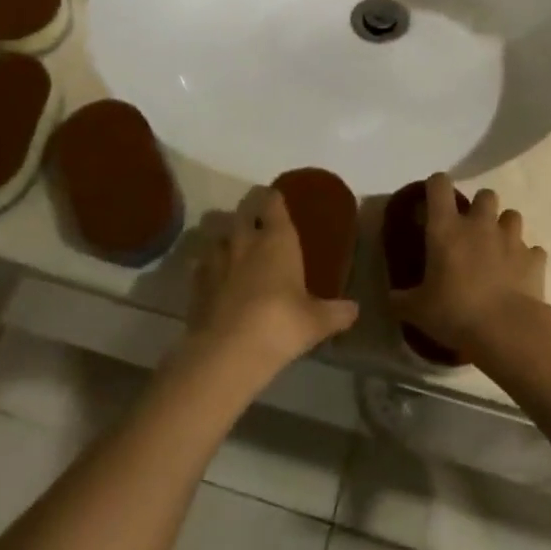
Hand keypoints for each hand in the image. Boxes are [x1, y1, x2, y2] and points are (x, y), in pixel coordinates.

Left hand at [185, 187, 358, 379]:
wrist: (227, 352)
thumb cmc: (280, 324)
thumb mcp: (316, 322)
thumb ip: (336, 312)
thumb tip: (354, 309)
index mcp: (277, 238)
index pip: (272, 202)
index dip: (273, 197)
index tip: (276, 199)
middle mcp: (244, 240)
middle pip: (242, 210)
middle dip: (248, 210)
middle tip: (256, 219)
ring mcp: (216, 260)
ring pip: (217, 234)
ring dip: (225, 237)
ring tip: (234, 248)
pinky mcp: (196, 283)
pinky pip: (201, 264)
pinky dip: (208, 266)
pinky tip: (216, 279)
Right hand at [390, 174, 547, 352]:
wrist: (507, 330)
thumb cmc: (455, 313)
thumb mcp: (417, 310)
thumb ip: (401, 300)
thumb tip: (390, 298)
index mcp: (446, 228)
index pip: (440, 185)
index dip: (436, 186)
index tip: (433, 200)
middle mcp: (480, 224)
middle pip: (485, 194)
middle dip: (479, 207)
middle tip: (471, 230)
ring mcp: (511, 239)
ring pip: (512, 215)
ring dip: (504, 227)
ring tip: (497, 249)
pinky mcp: (534, 259)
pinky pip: (533, 250)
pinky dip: (527, 258)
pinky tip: (519, 274)